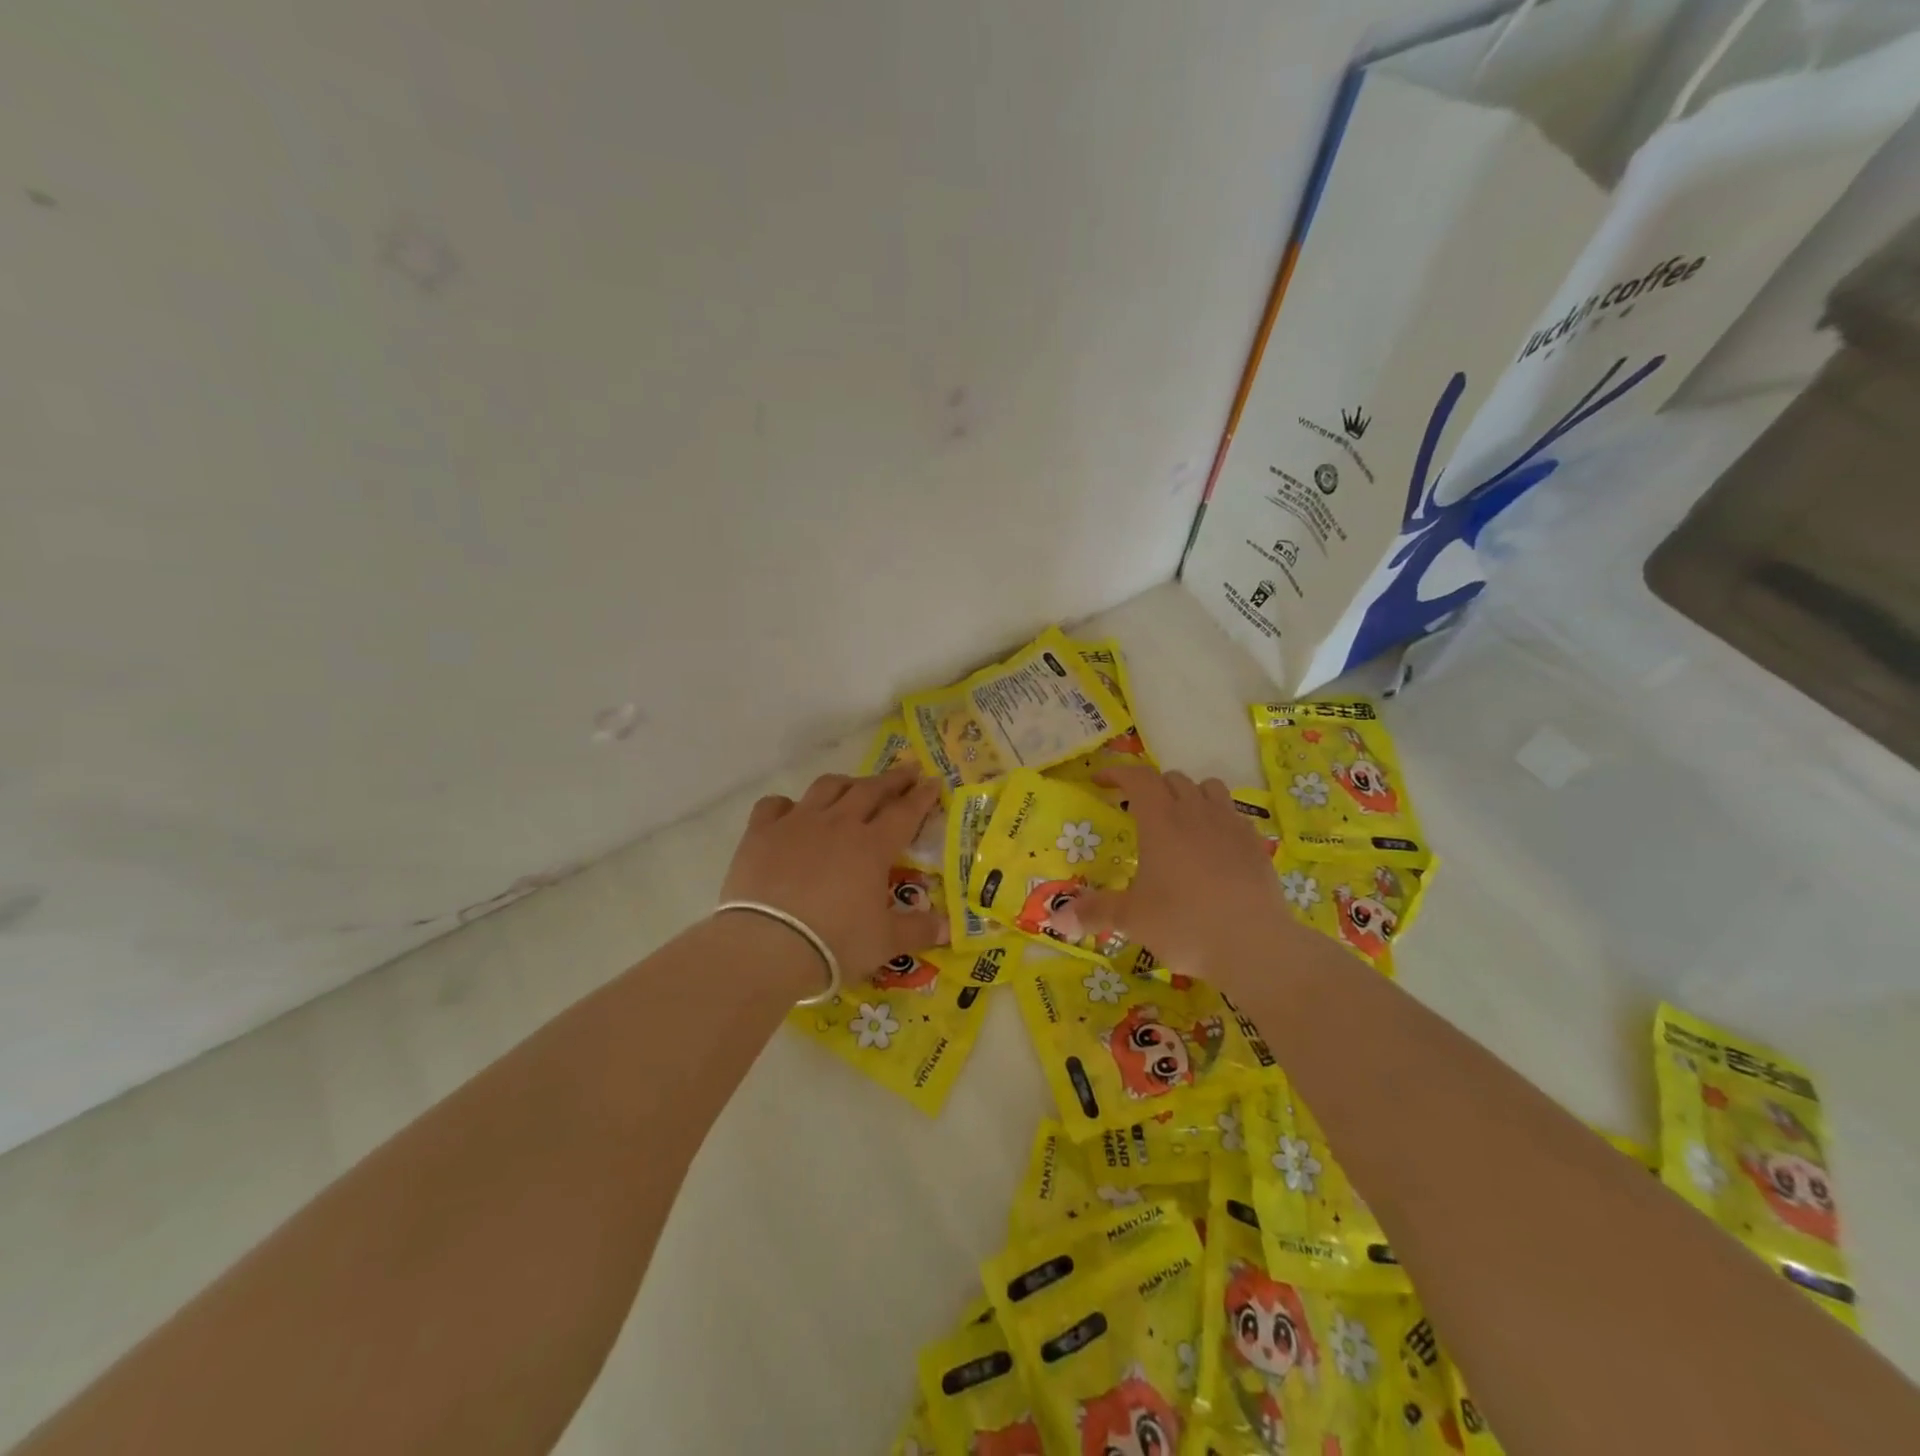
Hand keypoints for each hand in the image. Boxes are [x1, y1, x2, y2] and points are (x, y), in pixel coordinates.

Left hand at [719, 765, 948, 978]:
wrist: (767, 946)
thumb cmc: (835, 943)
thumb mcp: (885, 943)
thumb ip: (918, 930)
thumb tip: (948, 929)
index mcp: (872, 846)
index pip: (905, 812)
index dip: (922, 796)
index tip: (933, 782)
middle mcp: (838, 824)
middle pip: (869, 790)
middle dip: (892, 779)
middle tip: (906, 771)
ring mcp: (797, 823)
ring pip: (826, 788)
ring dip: (846, 783)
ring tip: (854, 785)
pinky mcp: (761, 833)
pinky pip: (774, 805)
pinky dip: (786, 805)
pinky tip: (790, 812)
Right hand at [1075, 767, 1297, 982]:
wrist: (1255, 945)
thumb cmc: (1185, 924)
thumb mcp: (1132, 920)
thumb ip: (1095, 911)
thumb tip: (1057, 917)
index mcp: (1161, 821)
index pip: (1137, 778)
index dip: (1117, 773)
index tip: (1101, 781)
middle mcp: (1195, 812)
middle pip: (1172, 779)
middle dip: (1151, 786)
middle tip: (1137, 810)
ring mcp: (1230, 825)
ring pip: (1208, 788)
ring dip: (1189, 794)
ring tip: (1179, 820)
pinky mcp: (1255, 843)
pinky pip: (1233, 815)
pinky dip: (1218, 818)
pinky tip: (1213, 847)